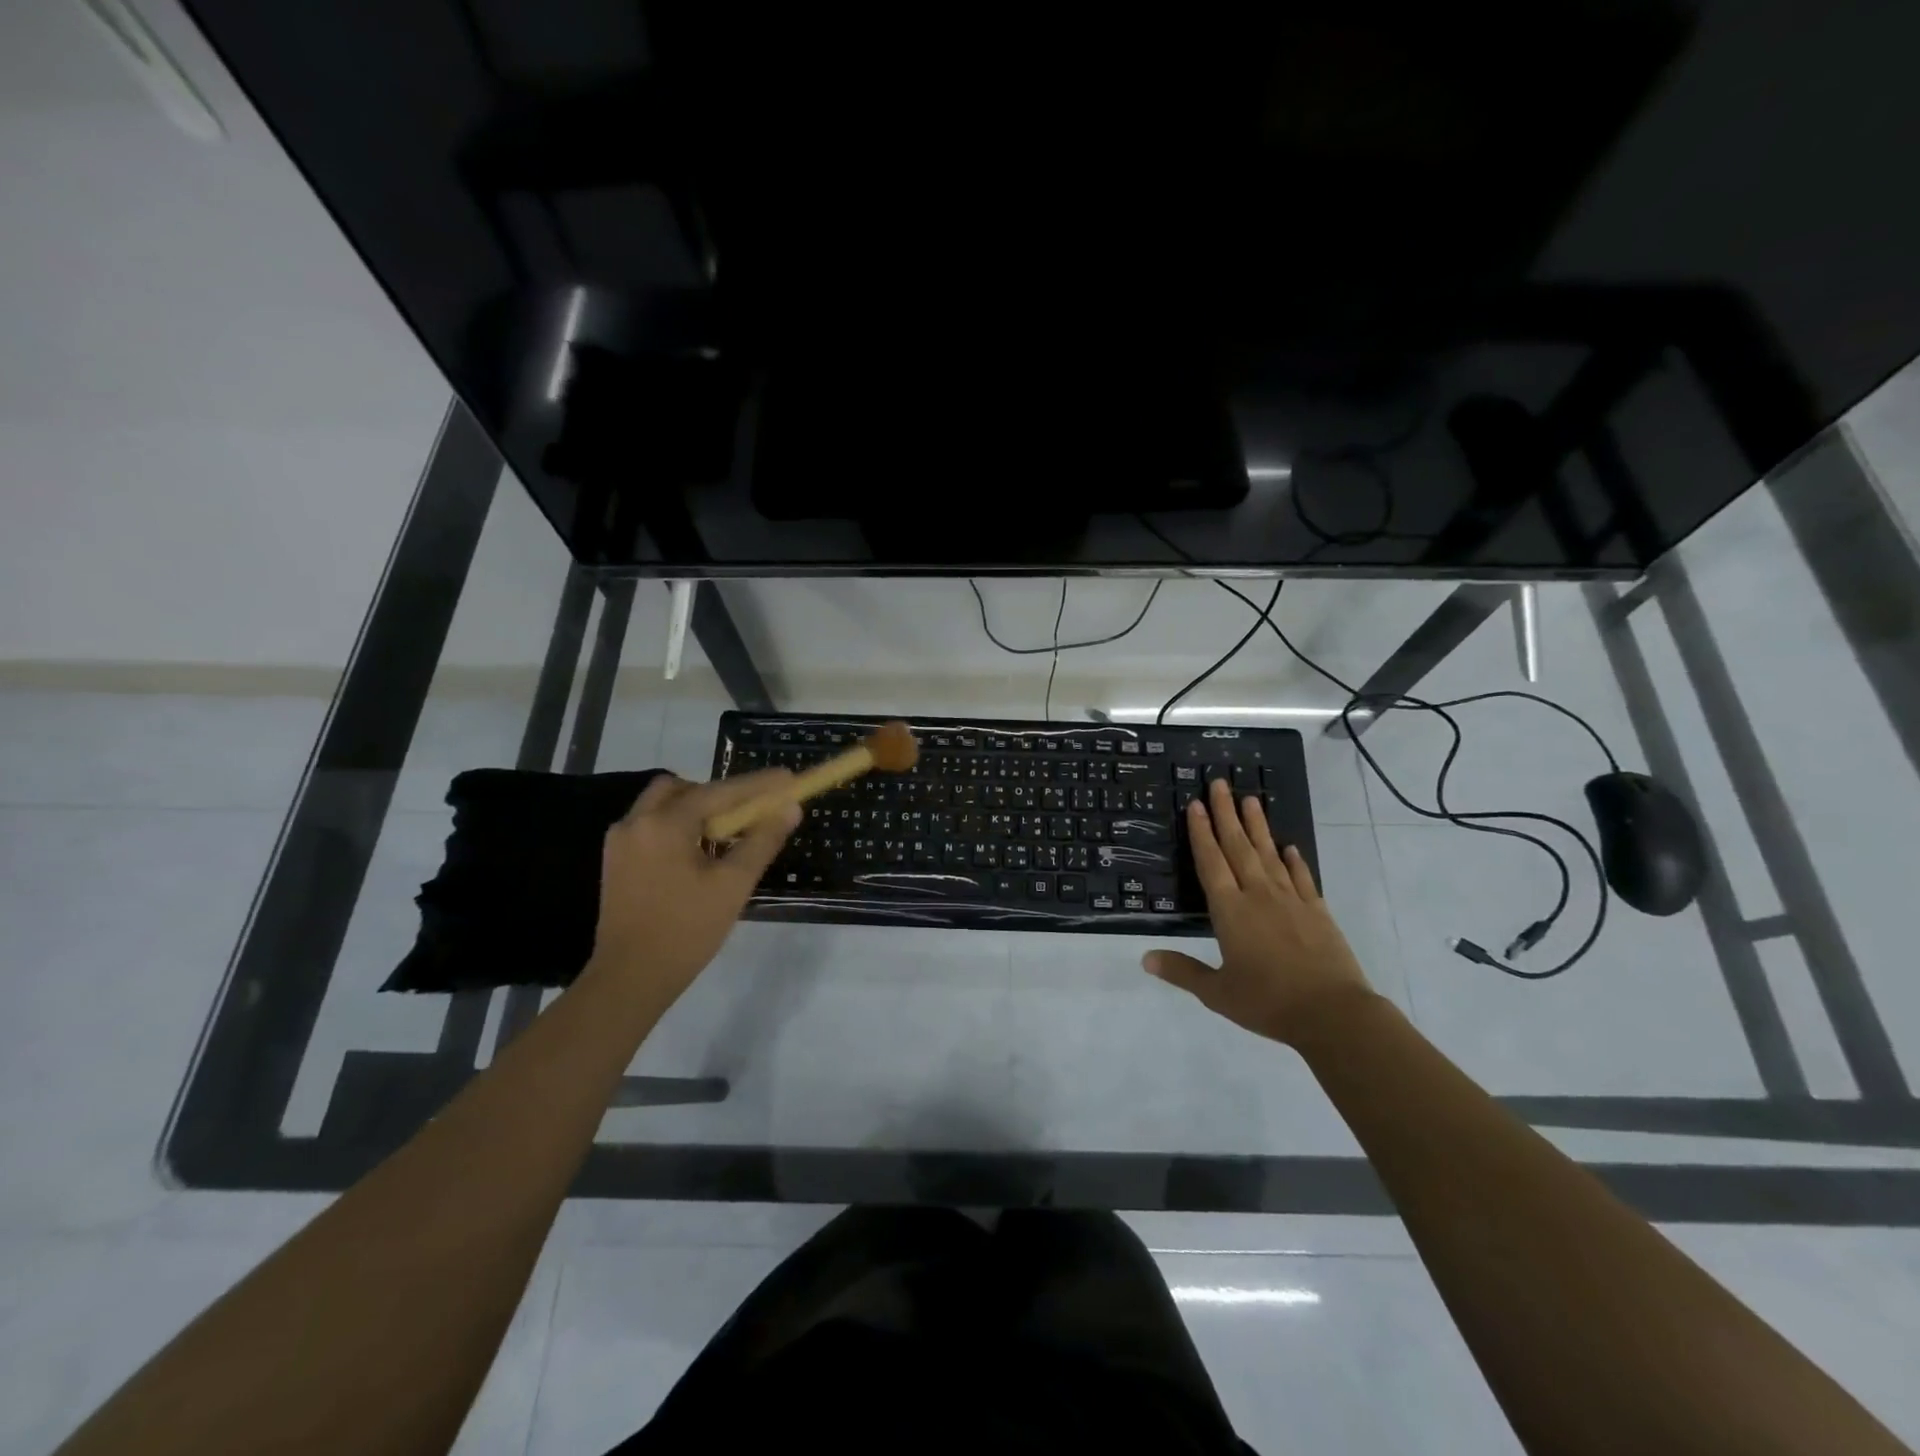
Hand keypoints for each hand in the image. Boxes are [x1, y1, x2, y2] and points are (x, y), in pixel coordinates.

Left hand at [588, 770, 798, 1008]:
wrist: (630, 979)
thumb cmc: (686, 930)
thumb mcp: (733, 885)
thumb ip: (762, 841)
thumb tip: (790, 808)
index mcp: (664, 824)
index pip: (719, 791)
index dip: (756, 785)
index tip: (786, 778)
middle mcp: (636, 822)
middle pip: (682, 789)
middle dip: (717, 794)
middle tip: (746, 812)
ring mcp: (620, 842)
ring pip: (663, 806)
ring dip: (695, 810)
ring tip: (725, 836)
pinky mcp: (615, 862)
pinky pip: (651, 827)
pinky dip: (678, 827)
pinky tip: (697, 854)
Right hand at [1145, 777, 1375, 1044]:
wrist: (1333, 1014)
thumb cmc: (1268, 1002)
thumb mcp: (1217, 993)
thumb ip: (1182, 971)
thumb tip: (1145, 958)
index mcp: (1230, 911)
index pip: (1211, 862)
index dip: (1201, 832)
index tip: (1195, 804)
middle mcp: (1258, 895)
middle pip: (1238, 846)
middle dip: (1226, 813)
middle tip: (1219, 783)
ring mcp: (1291, 900)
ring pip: (1269, 854)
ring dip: (1257, 826)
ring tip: (1250, 799)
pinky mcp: (1317, 911)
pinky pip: (1301, 877)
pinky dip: (1294, 860)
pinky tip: (1290, 847)